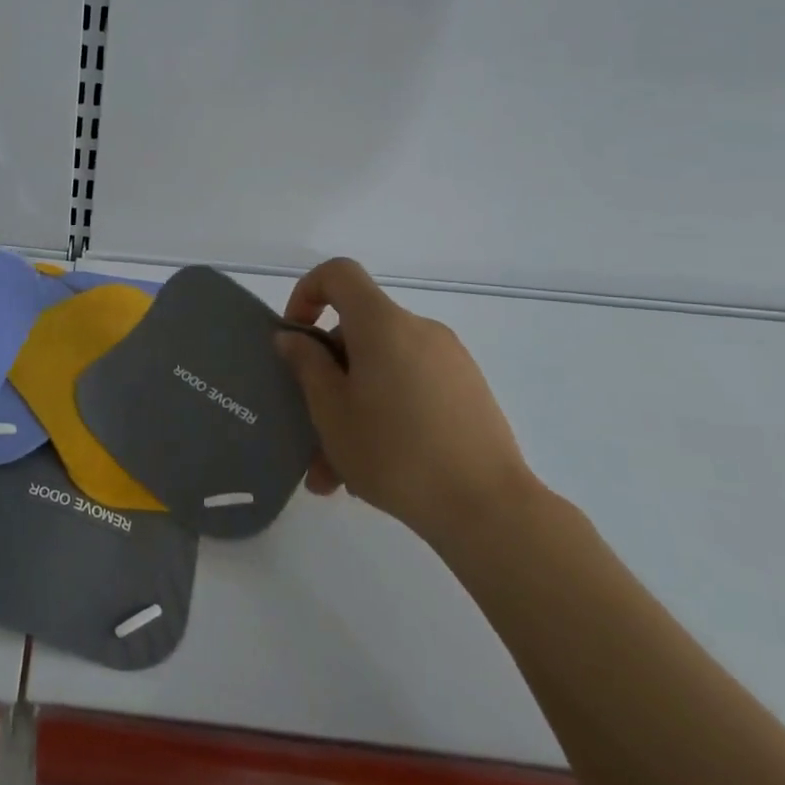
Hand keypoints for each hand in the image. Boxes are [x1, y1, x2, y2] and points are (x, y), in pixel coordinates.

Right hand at [276, 257, 535, 543]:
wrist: (490, 511)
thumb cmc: (395, 453)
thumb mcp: (331, 411)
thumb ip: (307, 365)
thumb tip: (294, 338)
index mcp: (383, 325)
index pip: (339, 274)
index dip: (307, 293)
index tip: (295, 339)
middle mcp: (420, 330)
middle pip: (357, 333)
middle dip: (326, 376)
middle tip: (309, 429)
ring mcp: (450, 362)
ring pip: (381, 371)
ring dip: (352, 409)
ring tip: (336, 473)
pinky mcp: (468, 394)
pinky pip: (410, 390)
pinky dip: (384, 416)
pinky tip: (374, 474)